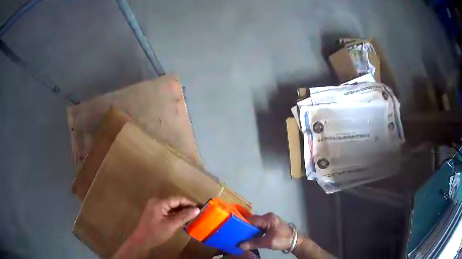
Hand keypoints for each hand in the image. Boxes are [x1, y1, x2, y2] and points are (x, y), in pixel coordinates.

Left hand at [113, 197, 199, 257]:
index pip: (178, 199)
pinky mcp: (155, 211)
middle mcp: (157, 201)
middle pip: (175, 201)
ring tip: (193, 215)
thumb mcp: (171, 225)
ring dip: (182, 210)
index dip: (190, 203)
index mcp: (159, 202)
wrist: (142, 240)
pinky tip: (183, 218)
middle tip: (199, 211)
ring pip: (172, 206)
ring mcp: (155, 206)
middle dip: (187, 206)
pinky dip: (176, 213)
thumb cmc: (156, 233)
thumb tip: (197, 209)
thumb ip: (184, 216)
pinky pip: (168, 209)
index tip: (201, 207)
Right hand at [240, 212, 299, 250]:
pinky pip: (258, 227)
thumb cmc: (283, 239)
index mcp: (268, 218)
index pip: (251, 220)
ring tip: (241, 237)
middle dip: (245, 228)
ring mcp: (269, 220)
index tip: (234, 231)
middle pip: (252, 221)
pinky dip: (254, 232)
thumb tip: (240, 245)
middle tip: (236, 235)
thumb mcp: (268, 242)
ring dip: (249, 231)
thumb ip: (253, 243)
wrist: (295, 241)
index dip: (242, 225)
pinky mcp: (269, 225)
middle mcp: (268, 217)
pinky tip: (249, 237)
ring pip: (255, 224)